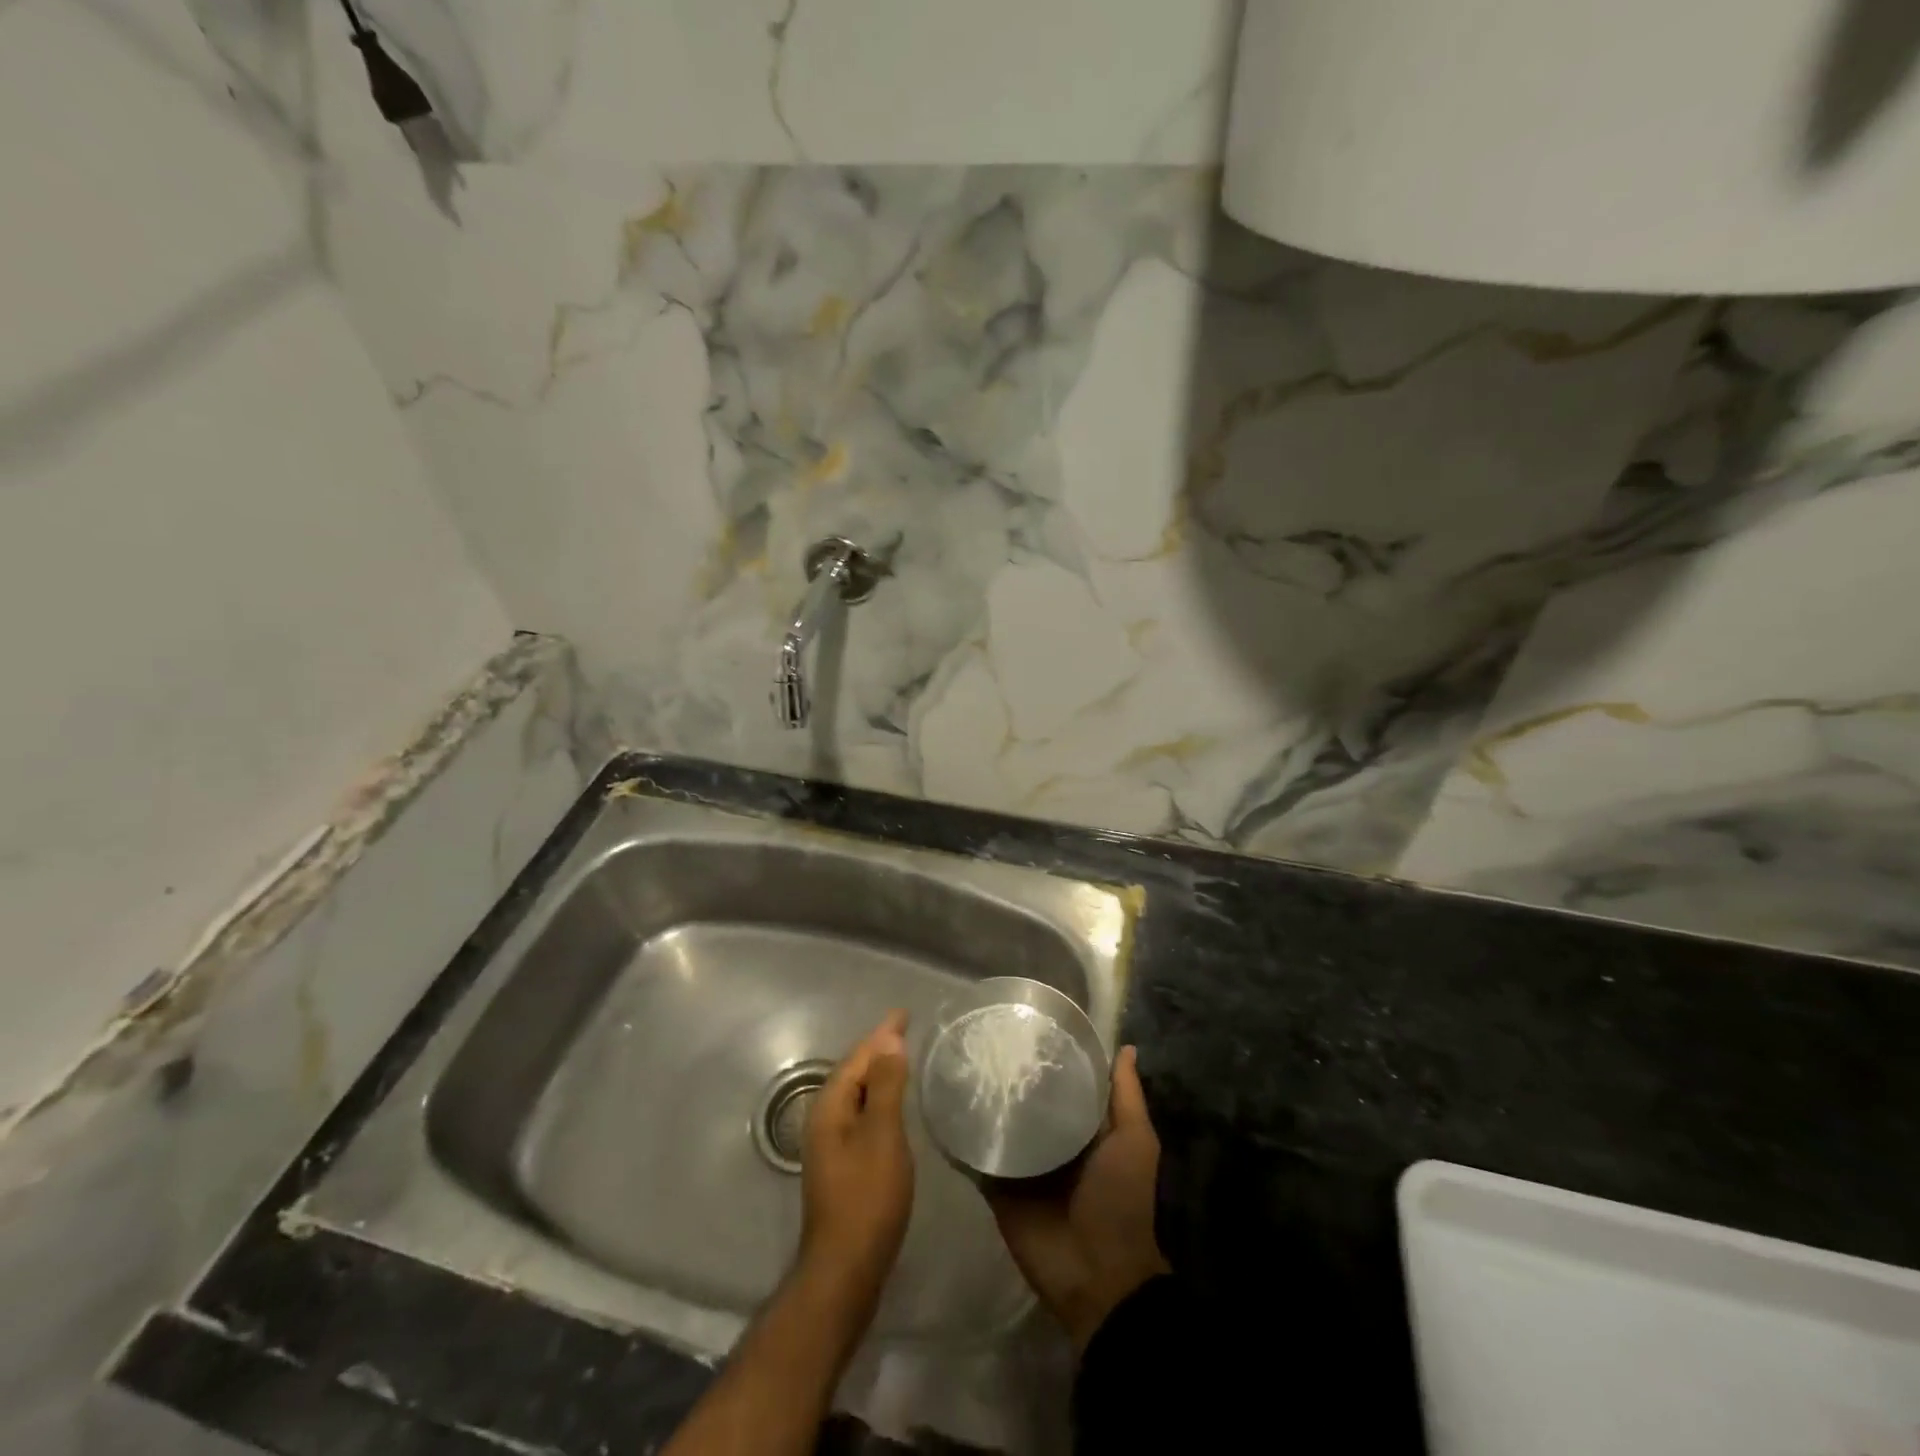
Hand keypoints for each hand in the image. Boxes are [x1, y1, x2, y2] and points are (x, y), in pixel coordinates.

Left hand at [797, 1010, 914, 1315]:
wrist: (845, 1271)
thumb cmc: (867, 1199)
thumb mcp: (883, 1137)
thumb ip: (885, 1087)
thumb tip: (889, 1041)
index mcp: (829, 1108)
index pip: (857, 1057)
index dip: (882, 1034)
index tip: (903, 1013)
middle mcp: (823, 1120)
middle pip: (852, 1073)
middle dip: (877, 1049)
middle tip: (906, 1031)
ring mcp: (829, 1146)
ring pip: (855, 1095)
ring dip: (877, 1074)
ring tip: (902, 1059)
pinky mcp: (841, 1166)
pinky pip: (860, 1115)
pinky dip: (877, 1099)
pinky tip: (892, 1106)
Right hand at [986, 1045, 1168, 1354]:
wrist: (1096, 1275)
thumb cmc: (1121, 1200)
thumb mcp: (1134, 1141)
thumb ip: (1126, 1097)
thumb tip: (1126, 1047)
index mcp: (1082, 1127)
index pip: (1062, 1080)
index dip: (1051, 1053)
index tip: (1028, 1018)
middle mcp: (1050, 1138)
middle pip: (1027, 1099)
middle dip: (1011, 1073)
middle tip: (984, 1033)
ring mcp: (1021, 1163)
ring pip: (999, 1123)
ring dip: (983, 1100)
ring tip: (958, 1060)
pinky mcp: (996, 1186)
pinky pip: (977, 1157)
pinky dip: (963, 1137)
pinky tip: (944, 1106)